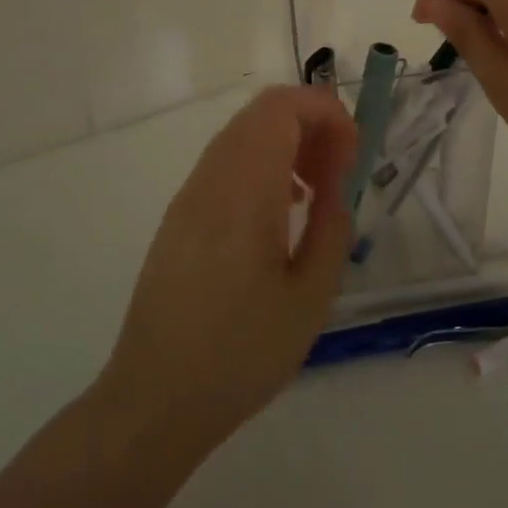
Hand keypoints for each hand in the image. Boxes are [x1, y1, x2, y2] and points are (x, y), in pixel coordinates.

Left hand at [97, 86, 356, 454]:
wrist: (154, 399)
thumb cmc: (240, 354)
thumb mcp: (310, 298)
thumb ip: (332, 228)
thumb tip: (337, 185)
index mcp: (244, 192)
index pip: (282, 108)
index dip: (326, 113)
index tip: (353, 154)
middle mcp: (211, 179)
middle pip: (263, 113)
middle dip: (311, 124)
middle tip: (341, 170)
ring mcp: (189, 195)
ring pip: (243, 134)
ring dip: (287, 143)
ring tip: (316, 192)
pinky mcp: (179, 215)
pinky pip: (226, 163)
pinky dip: (262, 164)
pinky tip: (280, 211)